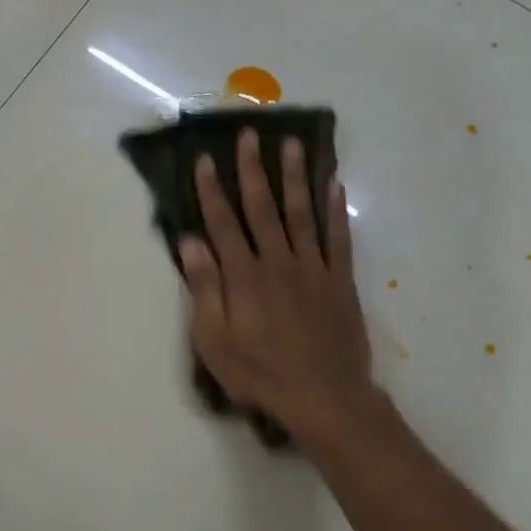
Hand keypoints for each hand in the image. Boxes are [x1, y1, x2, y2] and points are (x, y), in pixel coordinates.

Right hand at [178, 129, 380, 456]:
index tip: (204, 159)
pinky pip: (338, 237)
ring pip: (301, 213)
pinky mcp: (340, 281)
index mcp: (243, 277)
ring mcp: (313, 269)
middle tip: (249, 134)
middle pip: (262, 208)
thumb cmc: (259, 374)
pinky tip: (334, 185)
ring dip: (295, 177)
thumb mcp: (215, 341)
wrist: (324, 396)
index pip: (223, 223)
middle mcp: (278, 262)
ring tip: (292, 144)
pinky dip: (335, 210)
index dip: (211, 190)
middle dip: (252, 170)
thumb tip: (190, 243)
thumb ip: (205, 289)